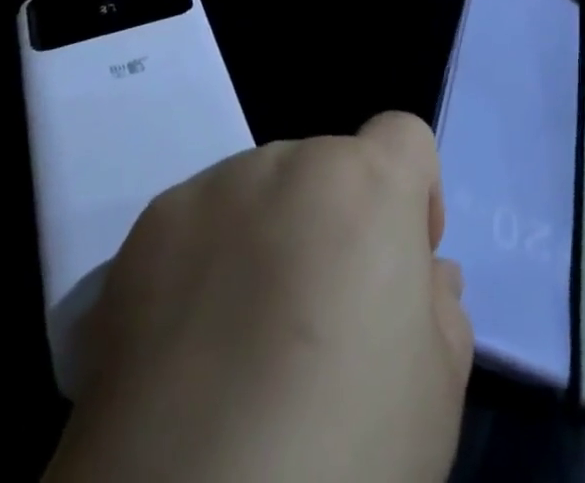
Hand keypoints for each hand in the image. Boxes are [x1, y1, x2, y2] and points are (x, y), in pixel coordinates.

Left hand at [47, 112, 472, 482]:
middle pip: (327, 171)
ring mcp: (211, 190)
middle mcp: (287, 162)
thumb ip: (439, 308)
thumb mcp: (435, 390)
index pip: (403, 136)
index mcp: (366, 183)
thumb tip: (422, 277)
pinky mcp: (145, 232)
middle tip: (320, 324)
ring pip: (259, 195)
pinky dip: (203, 267)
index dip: (414, 194)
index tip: (402, 264)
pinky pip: (196, 229)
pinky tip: (190, 355)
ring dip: (267, 240)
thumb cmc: (343, 447)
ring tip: (245, 345)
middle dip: (334, 226)